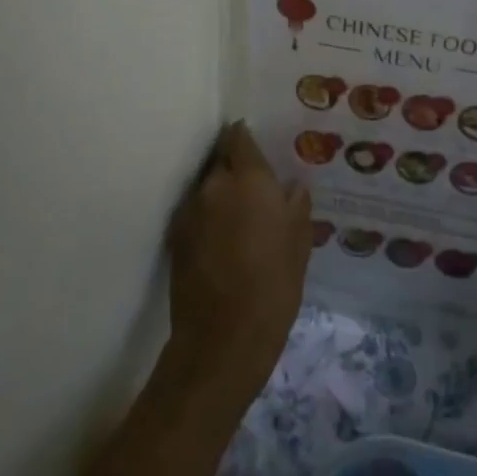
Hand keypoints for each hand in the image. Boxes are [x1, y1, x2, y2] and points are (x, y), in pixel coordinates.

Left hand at [166, 121, 311, 402]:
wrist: (223, 338)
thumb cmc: (274, 284)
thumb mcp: (300, 241)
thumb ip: (295, 204)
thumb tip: (290, 188)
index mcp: (248, 179)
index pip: (238, 137)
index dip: (246, 138)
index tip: (256, 145)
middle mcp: (213, 185)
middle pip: (221, 162)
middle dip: (235, 169)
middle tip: (255, 187)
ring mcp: (189, 211)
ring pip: (206, 189)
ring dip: (221, 195)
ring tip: (240, 216)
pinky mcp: (175, 238)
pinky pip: (196, 214)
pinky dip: (208, 218)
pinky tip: (223, 239)